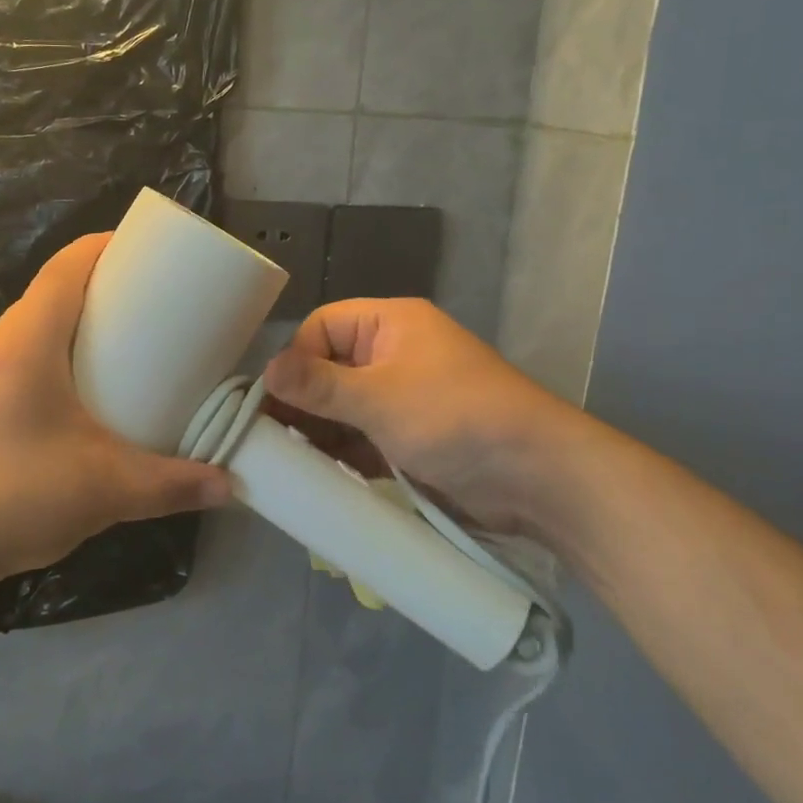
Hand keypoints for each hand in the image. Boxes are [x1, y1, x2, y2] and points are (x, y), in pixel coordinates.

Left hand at [0, 234, 231, 597]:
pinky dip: (43, 366)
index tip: (144, 251)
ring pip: (24, 335)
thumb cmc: (11, 497)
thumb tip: (226, 485)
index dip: (103, 247)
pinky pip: (8, 369)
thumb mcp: (105, 490)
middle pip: (46, 298)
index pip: (64, 268)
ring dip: (66, 333)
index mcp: (26, 344)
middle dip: (95, 292)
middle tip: (144, 311)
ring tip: (110, 358)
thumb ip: (171, 485)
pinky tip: (62, 411)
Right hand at [262, 298, 597, 538]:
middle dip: (301, 402)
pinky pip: (362, 438)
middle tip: (268, 437)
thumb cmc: (454, 417)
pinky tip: (316, 476)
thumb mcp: (380, 398)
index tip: (272, 400)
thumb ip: (319, 385)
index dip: (295, 359)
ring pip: (343, 408)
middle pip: (329, 369)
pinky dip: (341, 454)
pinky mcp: (410, 439)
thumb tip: (264, 370)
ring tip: (285, 462)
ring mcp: (402, 399)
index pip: (321, 327)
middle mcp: (392, 355)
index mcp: (389, 324)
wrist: (537, 478)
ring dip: (318, 433)